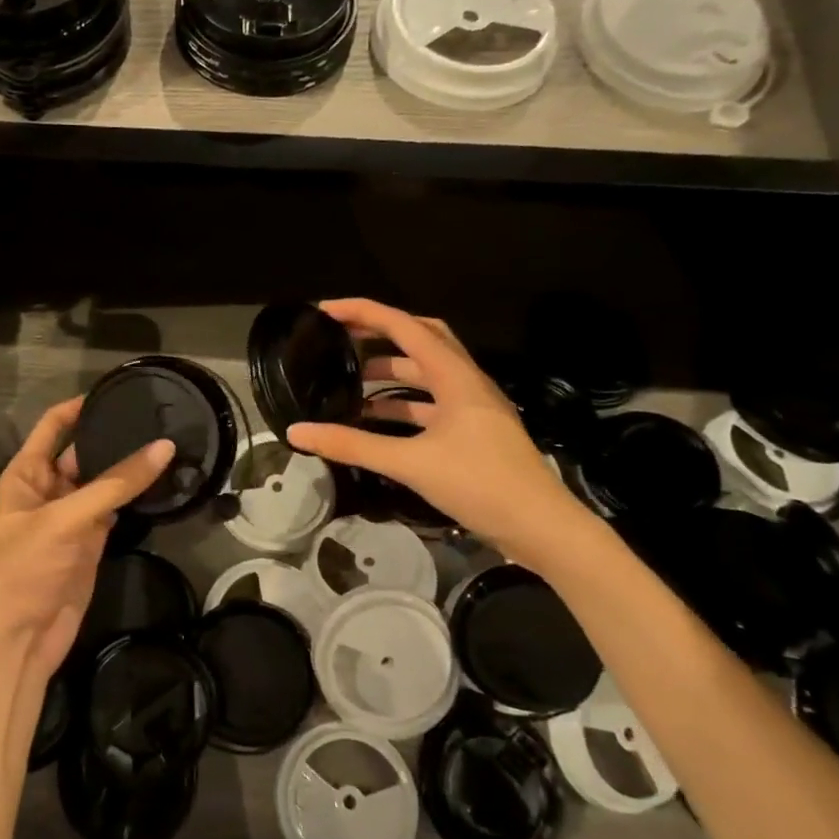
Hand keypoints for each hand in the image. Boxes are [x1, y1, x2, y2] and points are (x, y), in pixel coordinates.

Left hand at [0, 397, 173, 683]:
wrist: (19, 640)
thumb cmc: (25, 569)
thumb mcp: (66, 519)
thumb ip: (116, 484)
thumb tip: (165, 448)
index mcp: (26, 474)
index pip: (53, 426)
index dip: (79, 407)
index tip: (116, 390)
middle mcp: (48, 489)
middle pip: (83, 452)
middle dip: (113, 436)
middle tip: (156, 416)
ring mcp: (72, 516)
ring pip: (104, 481)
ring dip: (129, 467)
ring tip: (168, 440)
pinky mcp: (92, 541)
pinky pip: (116, 508)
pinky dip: (136, 497)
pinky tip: (163, 480)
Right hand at [286, 298, 588, 559]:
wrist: (541, 528)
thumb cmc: (481, 484)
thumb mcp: (411, 463)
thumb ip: (353, 445)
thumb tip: (297, 432)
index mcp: (455, 375)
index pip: (404, 325)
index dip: (363, 312)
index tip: (326, 310)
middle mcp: (465, 381)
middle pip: (421, 338)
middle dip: (380, 332)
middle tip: (343, 335)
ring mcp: (472, 407)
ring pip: (426, 373)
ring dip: (390, 371)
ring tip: (350, 379)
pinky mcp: (473, 431)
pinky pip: (431, 404)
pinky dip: (402, 405)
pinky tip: (375, 420)